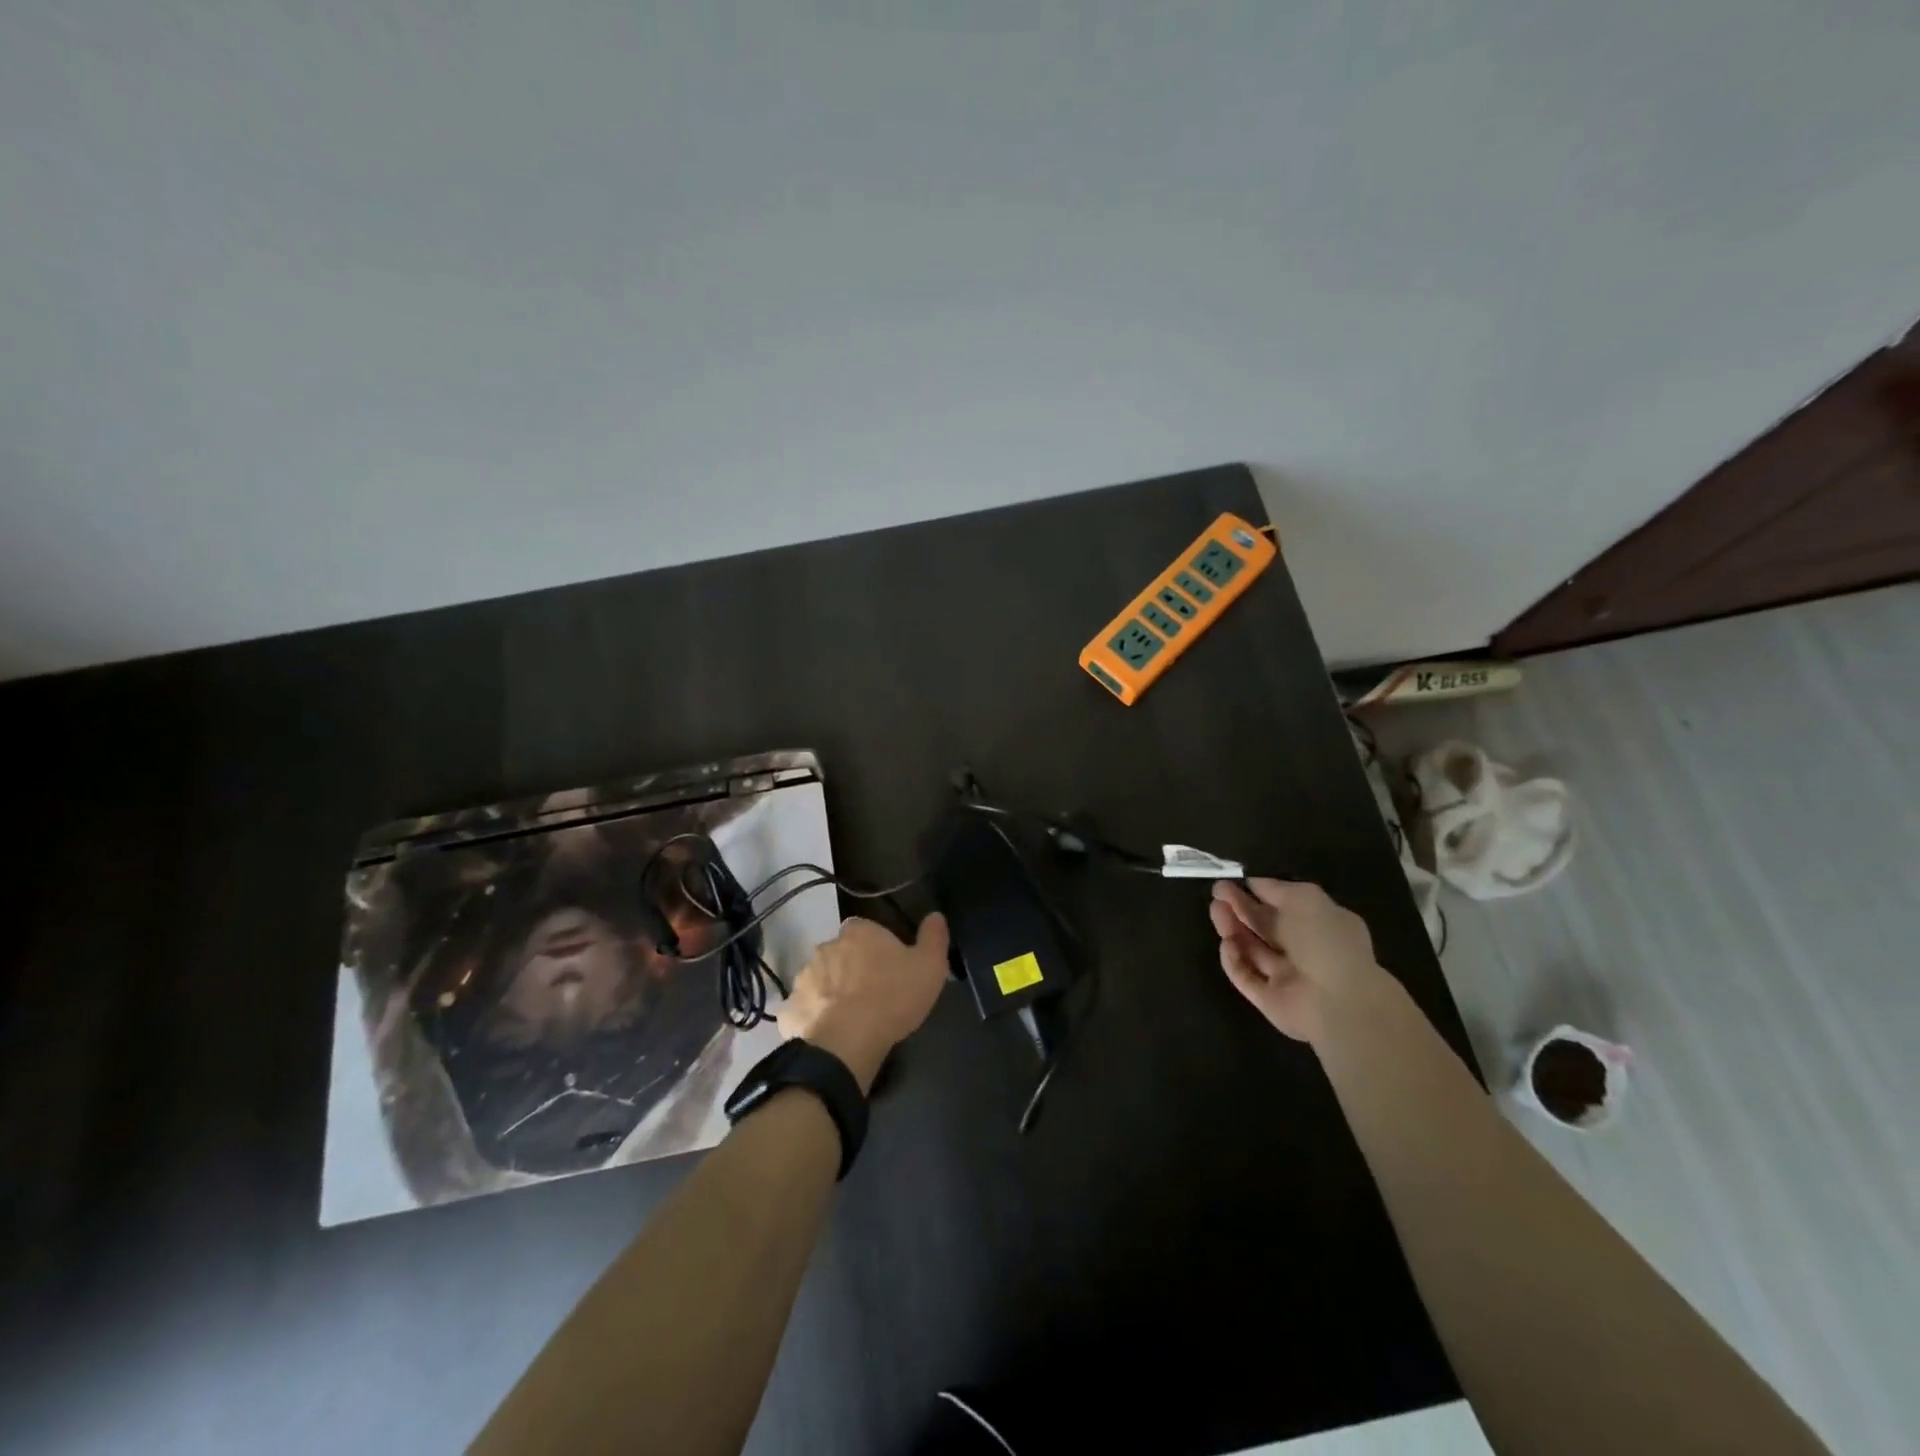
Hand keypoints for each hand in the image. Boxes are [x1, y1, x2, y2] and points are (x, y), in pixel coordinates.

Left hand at [778, 913, 950, 1092]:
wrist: (849, 1042)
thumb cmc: (893, 997)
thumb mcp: (930, 967)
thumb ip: (934, 938)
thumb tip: (935, 915)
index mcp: (858, 932)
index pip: (865, 930)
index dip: (876, 947)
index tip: (887, 967)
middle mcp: (826, 947)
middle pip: (840, 953)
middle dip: (850, 968)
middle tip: (870, 994)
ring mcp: (803, 977)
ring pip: (820, 980)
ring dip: (830, 992)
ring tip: (849, 1018)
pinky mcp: (790, 1009)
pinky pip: (802, 1010)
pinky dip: (812, 1019)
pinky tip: (827, 1034)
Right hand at [1208, 878, 1391, 1045]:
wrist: (1338, 1002)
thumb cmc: (1326, 942)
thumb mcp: (1306, 899)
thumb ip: (1277, 889)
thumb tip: (1253, 884)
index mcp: (1320, 925)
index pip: (1285, 906)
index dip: (1259, 892)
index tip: (1234, 881)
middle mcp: (1303, 950)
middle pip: (1264, 926)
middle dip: (1240, 908)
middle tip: (1217, 893)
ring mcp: (1285, 977)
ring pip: (1251, 949)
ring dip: (1232, 928)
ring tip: (1216, 911)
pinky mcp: (1268, 999)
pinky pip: (1245, 976)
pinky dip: (1234, 960)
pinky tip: (1226, 944)